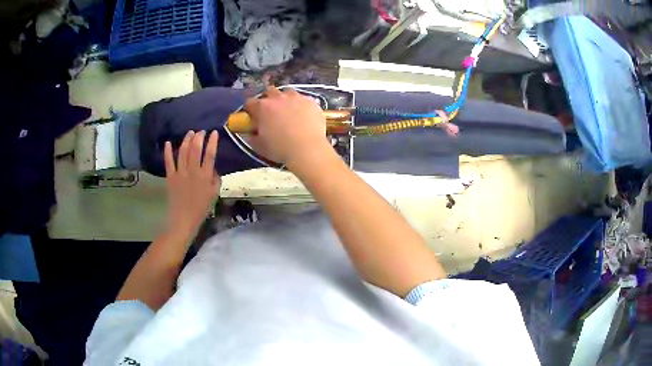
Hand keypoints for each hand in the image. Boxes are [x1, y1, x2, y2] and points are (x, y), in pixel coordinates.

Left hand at [164, 130, 220, 238]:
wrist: (183, 220)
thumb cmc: (201, 209)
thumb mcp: (214, 195)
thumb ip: (215, 179)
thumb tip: (213, 168)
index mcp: (205, 176)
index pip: (210, 154)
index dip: (212, 142)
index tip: (214, 133)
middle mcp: (193, 171)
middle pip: (195, 149)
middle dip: (199, 137)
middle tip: (201, 132)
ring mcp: (180, 173)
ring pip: (183, 152)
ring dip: (186, 140)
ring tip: (190, 133)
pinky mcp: (170, 177)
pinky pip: (169, 162)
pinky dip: (168, 152)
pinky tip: (168, 143)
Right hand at [244, 87, 333, 171]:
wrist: (308, 149)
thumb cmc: (280, 149)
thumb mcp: (260, 147)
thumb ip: (252, 137)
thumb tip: (251, 134)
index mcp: (262, 107)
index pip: (250, 103)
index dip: (251, 110)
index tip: (253, 118)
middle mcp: (278, 98)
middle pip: (269, 92)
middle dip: (268, 100)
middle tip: (272, 113)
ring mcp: (296, 97)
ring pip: (288, 93)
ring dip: (286, 100)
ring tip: (289, 112)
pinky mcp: (311, 101)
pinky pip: (303, 99)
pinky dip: (301, 106)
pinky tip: (305, 116)